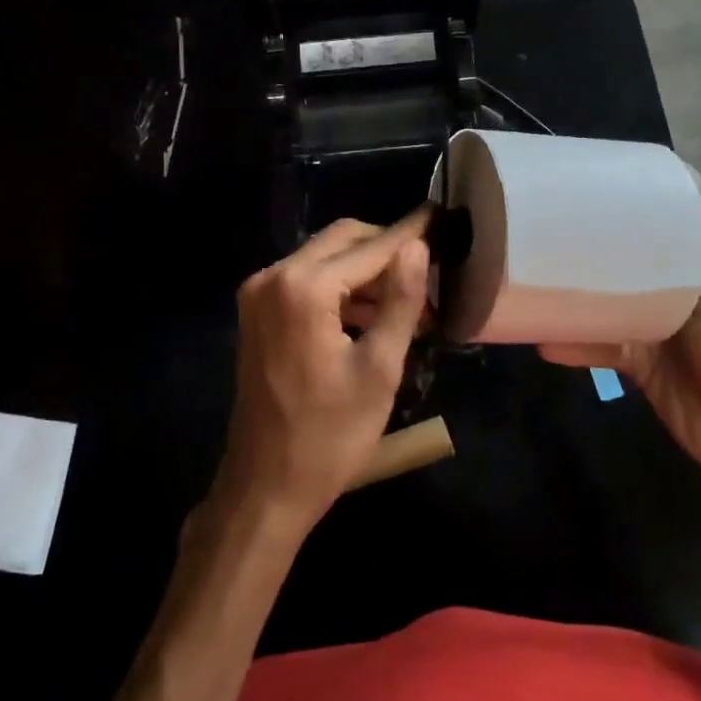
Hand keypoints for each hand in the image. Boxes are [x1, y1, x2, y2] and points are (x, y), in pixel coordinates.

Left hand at [215, 210, 431, 532]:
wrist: (266, 484)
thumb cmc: (330, 435)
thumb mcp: (379, 369)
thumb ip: (400, 300)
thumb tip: (418, 246)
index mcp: (303, 288)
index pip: (369, 247)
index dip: (409, 234)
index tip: (442, 217)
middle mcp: (273, 277)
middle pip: (342, 240)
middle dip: (387, 250)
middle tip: (431, 269)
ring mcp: (260, 293)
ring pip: (324, 258)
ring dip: (365, 272)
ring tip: (411, 302)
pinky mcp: (258, 311)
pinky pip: (306, 280)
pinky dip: (340, 289)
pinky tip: (373, 314)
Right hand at [541, 236, 700, 502]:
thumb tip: (700, 221)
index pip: (675, 246)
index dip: (646, 226)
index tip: (606, 203)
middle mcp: (679, 304)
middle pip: (635, 276)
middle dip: (603, 262)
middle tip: (553, 238)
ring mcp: (658, 336)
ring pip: (614, 312)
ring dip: (584, 305)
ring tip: (540, 287)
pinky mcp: (641, 367)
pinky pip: (605, 350)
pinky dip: (579, 348)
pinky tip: (546, 343)